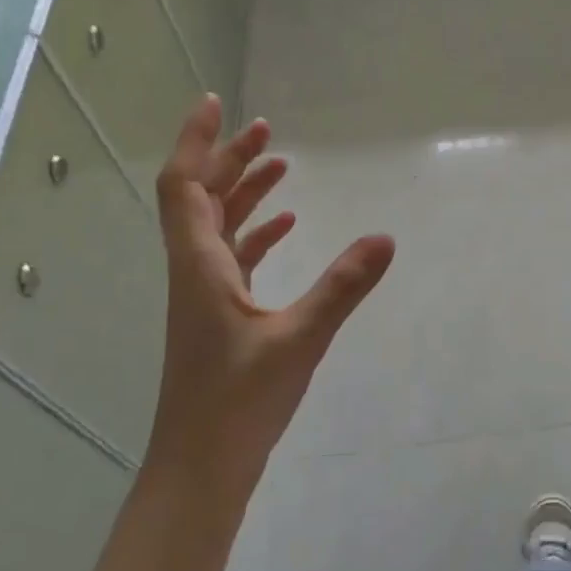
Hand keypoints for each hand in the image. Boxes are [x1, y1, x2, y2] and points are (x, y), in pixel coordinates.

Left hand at [149, 95, 393, 500]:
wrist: (202, 467)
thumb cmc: (238, 403)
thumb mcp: (299, 339)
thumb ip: (343, 286)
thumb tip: (386, 238)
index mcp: (200, 266)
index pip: (184, 185)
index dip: (197, 141)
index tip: (217, 103)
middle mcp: (195, 271)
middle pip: (201, 198)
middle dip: (229, 159)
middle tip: (265, 129)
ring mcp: (205, 296)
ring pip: (217, 227)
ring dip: (243, 193)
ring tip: (280, 165)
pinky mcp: (221, 317)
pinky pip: (235, 259)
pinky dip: (257, 234)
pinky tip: (288, 228)